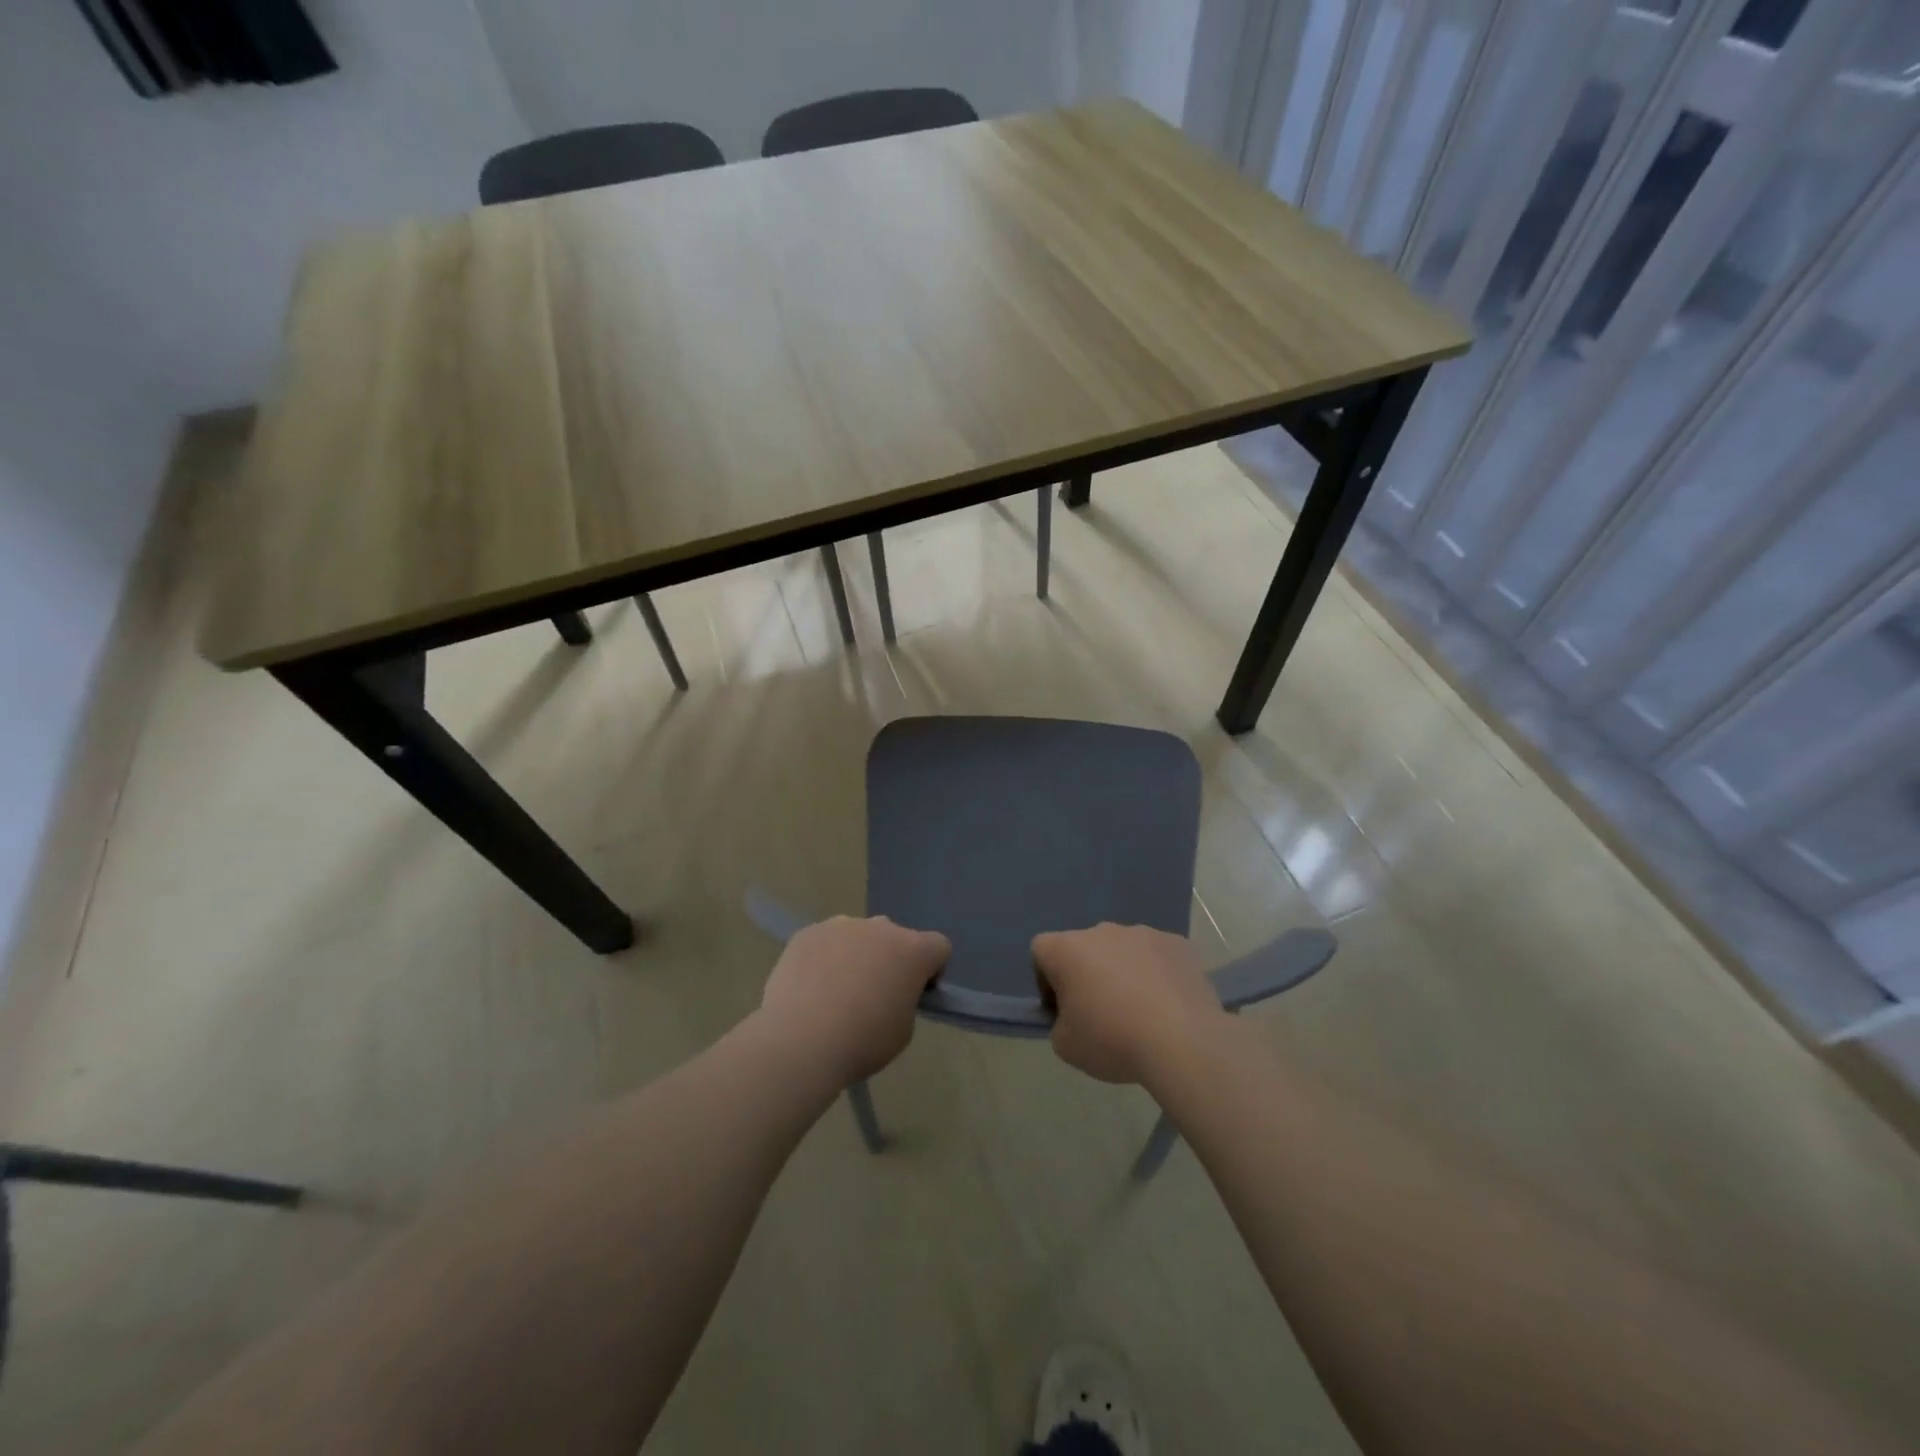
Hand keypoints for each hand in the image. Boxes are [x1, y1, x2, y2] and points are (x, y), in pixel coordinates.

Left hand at [759, 916, 950, 1085]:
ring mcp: (842, 925)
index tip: (916, 993)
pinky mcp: (808, 932)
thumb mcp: (903, 1031)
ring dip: (857, 955)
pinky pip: (826, 941)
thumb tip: (890, 993)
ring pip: (858, 936)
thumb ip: (905, 1001)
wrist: (800, 1041)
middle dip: (891, 960)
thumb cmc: (862, 1042)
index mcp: (913, 950)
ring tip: (836, 992)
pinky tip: (810, 988)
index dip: (932, 969)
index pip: (939, 946)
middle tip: (873, 995)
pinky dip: (824, 958)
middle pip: (895, 938)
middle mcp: (881, 928)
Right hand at [1031, 923, 1226, 1085]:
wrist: (1183, 1042)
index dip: (1045, 979)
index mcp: (1067, 948)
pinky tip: (1168, 1005)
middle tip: (1102, 1014)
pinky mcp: (1177, 943)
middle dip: (1087, 975)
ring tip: (1142, 1012)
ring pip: (1122, 950)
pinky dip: (1156, 974)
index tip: (1062, 1009)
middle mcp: (1102, 931)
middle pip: (1084, 948)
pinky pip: (1156, 955)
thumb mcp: (1065, 1046)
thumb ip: (1059, 1023)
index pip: (1041, 950)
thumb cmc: (1112, 1040)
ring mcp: (1143, 933)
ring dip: (1123, 972)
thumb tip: (1074, 1015)